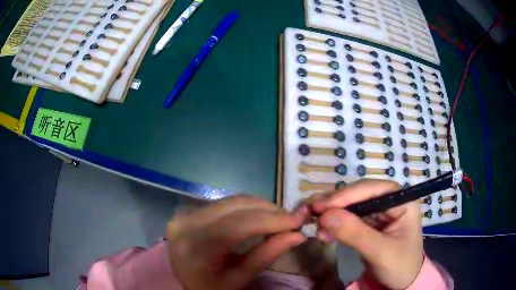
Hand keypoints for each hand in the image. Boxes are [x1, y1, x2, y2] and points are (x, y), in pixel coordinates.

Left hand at [166, 195, 307, 289]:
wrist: (183, 283)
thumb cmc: (212, 287)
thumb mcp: (240, 278)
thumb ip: (267, 254)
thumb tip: (298, 235)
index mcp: (197, 248)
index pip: (239, 226)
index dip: (271, 220)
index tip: (298, 220)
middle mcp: (187, 225)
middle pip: (235, 208)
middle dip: (268, 210)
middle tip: (290, 219)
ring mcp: (184, 216)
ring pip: (229, 201)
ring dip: (258, 206)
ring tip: (278, 217)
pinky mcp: (188, 212)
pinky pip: (222, 204)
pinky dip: (245, 208)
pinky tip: (258, 215)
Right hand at [310, 179, 423, 289]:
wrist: (401, 284)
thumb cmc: (400, 266)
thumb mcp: (380, 252)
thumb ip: (355, 234)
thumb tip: (325, 215)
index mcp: (402, 201)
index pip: (374, 189)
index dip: (348, 195)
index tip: (322, 206)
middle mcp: (390, 202)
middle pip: (359, 194)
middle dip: (335, 204)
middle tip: (311, 212)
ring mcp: (379, 213)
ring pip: (351, 205)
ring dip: (331, 213)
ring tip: (314, 224)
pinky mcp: (369, 224)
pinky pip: (348, 218)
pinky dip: (334, 224)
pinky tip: (323, 232)